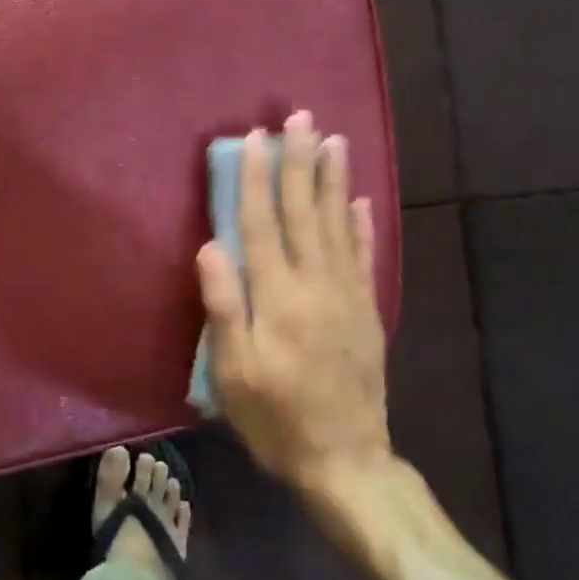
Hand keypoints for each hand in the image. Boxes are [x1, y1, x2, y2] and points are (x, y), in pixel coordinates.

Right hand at [197, 111, 391, 495]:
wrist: (346, 463)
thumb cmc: (276, 419)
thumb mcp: (234, 372)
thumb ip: (224, 306)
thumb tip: (211, 246)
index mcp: (278, 297)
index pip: (262, 224)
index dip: (257, 179)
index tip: (256, 138)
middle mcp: (315, 284)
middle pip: (305, 212)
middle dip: (299, 161)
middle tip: (300, 117)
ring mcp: (347, 296)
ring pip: (338, 224)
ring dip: (333, 180)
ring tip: (333, 140)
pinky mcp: (367, 311)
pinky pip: (365, 257)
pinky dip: (362, 225)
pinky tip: (360, 200)